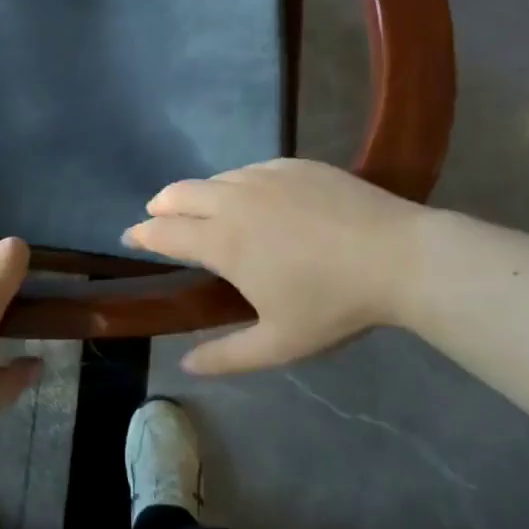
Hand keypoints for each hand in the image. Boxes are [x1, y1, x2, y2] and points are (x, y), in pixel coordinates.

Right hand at [124, 158, 433, 373]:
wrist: (398, 255)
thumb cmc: (334, 303)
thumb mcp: (279, 343)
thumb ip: (227, 356)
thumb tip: (186, 365)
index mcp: (223, 242)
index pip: (165, 233)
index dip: (142, 235)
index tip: (130, 237)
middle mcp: (233, 200)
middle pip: (179, 193)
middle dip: (161, 206)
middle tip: (158, 218)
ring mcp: (263, 176)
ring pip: (215, 179)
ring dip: (198, 194)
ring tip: (205, 211)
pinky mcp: (292, 164)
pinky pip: (249, 170)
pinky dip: (236, 184)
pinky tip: (253, 200)